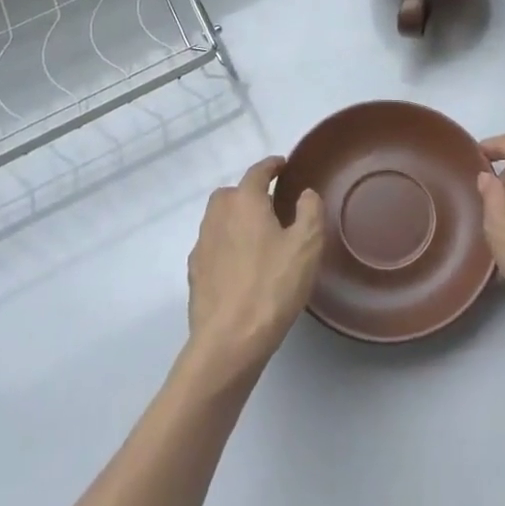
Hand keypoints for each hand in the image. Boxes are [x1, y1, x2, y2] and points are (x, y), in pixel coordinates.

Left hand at [185, 156, 323, 379]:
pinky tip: (240, 265)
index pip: (257, 172)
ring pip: (218, 219)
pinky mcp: (195, 273)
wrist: (229, 340)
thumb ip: (310, 211)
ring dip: (235, 219)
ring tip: (258, 235)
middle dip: (249, 193)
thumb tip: (305, 193)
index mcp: (245, 202)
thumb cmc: (272, 286)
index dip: (271, 166)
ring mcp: (202, 245)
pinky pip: (212, 246)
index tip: (282, 165)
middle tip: (271, 205)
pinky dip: (226, 245)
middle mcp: (218, 216)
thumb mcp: (307, 246)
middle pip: (231, 193)